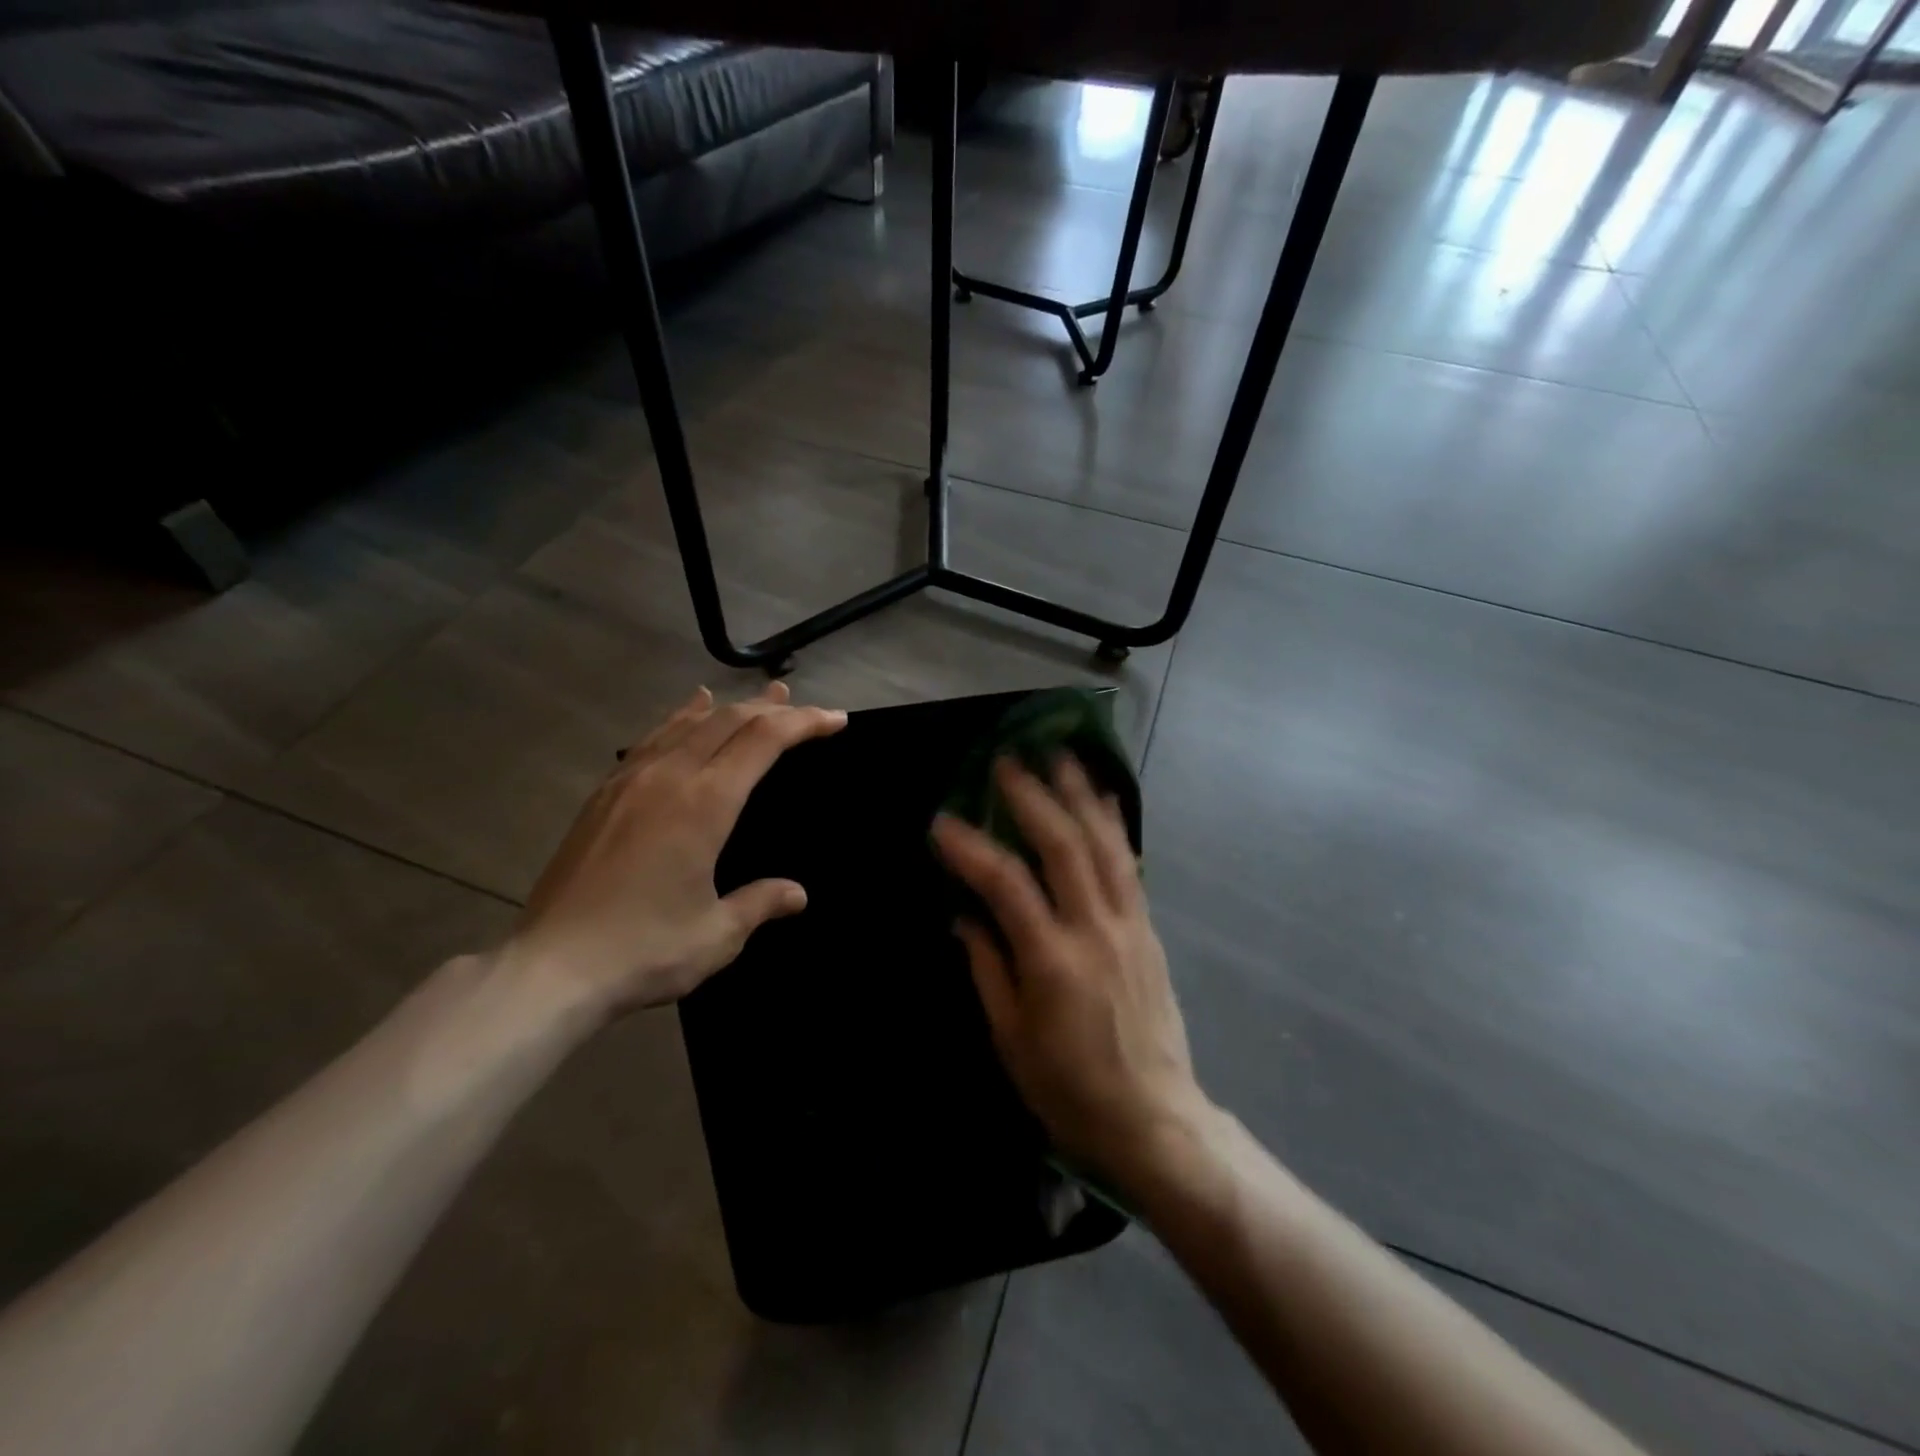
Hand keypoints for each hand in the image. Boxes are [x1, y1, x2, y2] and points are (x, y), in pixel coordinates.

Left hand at [502, 682, 845, 1020]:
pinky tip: (688, 712)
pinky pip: (652, 739)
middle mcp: (669, 777)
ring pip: (688, 723)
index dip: (804, 723)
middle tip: (803, 706)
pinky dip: (681, 719)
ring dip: (729, 707)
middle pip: (728, 721)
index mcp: (705, 803)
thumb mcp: (718, 935)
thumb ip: (760, 903)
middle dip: (771, 709)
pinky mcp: (604, 795)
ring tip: (758, 698)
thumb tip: (797, 894)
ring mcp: (630, 781)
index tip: (835, 719)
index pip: (764, 741)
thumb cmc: (644, 950)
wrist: (550, 969)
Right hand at [931, 756, 1208, 1191]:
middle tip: (1006, 760)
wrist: (1154, 1118)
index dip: (971, 848)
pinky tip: (1105, 797)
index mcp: (1052, 961)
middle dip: (1033, 797)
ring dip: (1080, 794)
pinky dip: (1115, 825)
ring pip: (1104, 844)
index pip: (1006, 885)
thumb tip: (964, 916)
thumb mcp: (1011, 1039)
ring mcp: (1129, 925)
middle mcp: (1095, 929)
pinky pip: (1131, 864)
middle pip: (1064, 846)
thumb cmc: (1069, 1088)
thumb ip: (988, 968)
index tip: (942, 822)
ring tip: (1061, 754)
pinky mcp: (1148, 928)